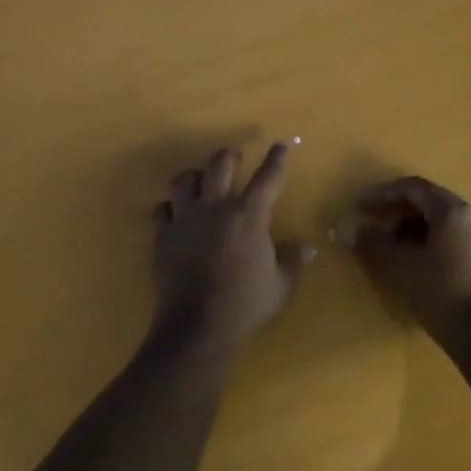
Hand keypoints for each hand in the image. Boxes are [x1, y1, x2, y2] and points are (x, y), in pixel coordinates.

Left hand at [152, 143, 313, 353]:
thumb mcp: (280, 286)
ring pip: (184, 179)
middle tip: (234, 159)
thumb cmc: (245, 305)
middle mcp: (216, 207)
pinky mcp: (163, 235)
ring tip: (200, 183)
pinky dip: (170, 208)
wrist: (197, 326)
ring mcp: (186, 218)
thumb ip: (292, 262)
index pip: (267, 178)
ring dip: (194, 177)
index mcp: (249, 216)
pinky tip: (175, 215)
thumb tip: (308, 248)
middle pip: (219, 164)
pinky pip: (162, 209)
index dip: (276, 159)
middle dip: (229, 156)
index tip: (280, 145)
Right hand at [351, 176, 470, 348]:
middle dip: (397, 212)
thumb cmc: (443, 294)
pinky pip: (456, 239)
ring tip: (393, 250)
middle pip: (429, 203)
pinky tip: (419, 265)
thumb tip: (350, 230)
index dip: (382, 194)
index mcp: (453, 211)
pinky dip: (432, 242)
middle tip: (375, 229)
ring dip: (413, 229)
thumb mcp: (400, 267)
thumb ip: (373, 244)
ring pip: (443, 222)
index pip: (413, 188)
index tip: (360, 208)